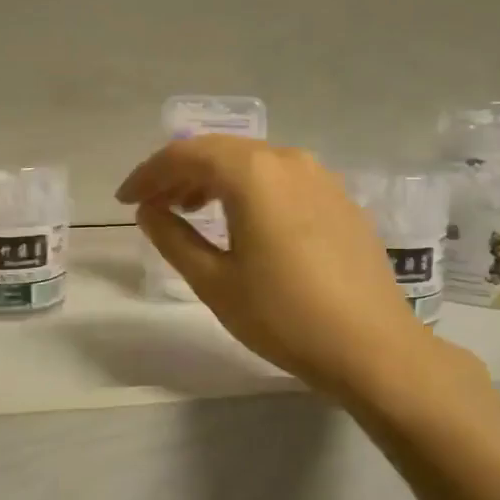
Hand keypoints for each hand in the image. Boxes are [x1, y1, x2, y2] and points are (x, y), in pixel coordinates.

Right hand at [116, 136, 444, 399]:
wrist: (373, 348)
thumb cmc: (284, 316)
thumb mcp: (215, 282)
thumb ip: (173, 237)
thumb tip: (148, 211)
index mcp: (253, 172)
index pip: (185, 155)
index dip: (148, 174)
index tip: (125, 200)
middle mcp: (288, 159)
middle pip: (220, 151)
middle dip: (179, 173)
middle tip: (153, 205)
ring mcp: (320, 176)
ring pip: (253, 162)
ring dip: (215, 179)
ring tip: (191, 209)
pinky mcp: (340, 198)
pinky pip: (281, 178)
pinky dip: (250, 189)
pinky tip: (244, 221)